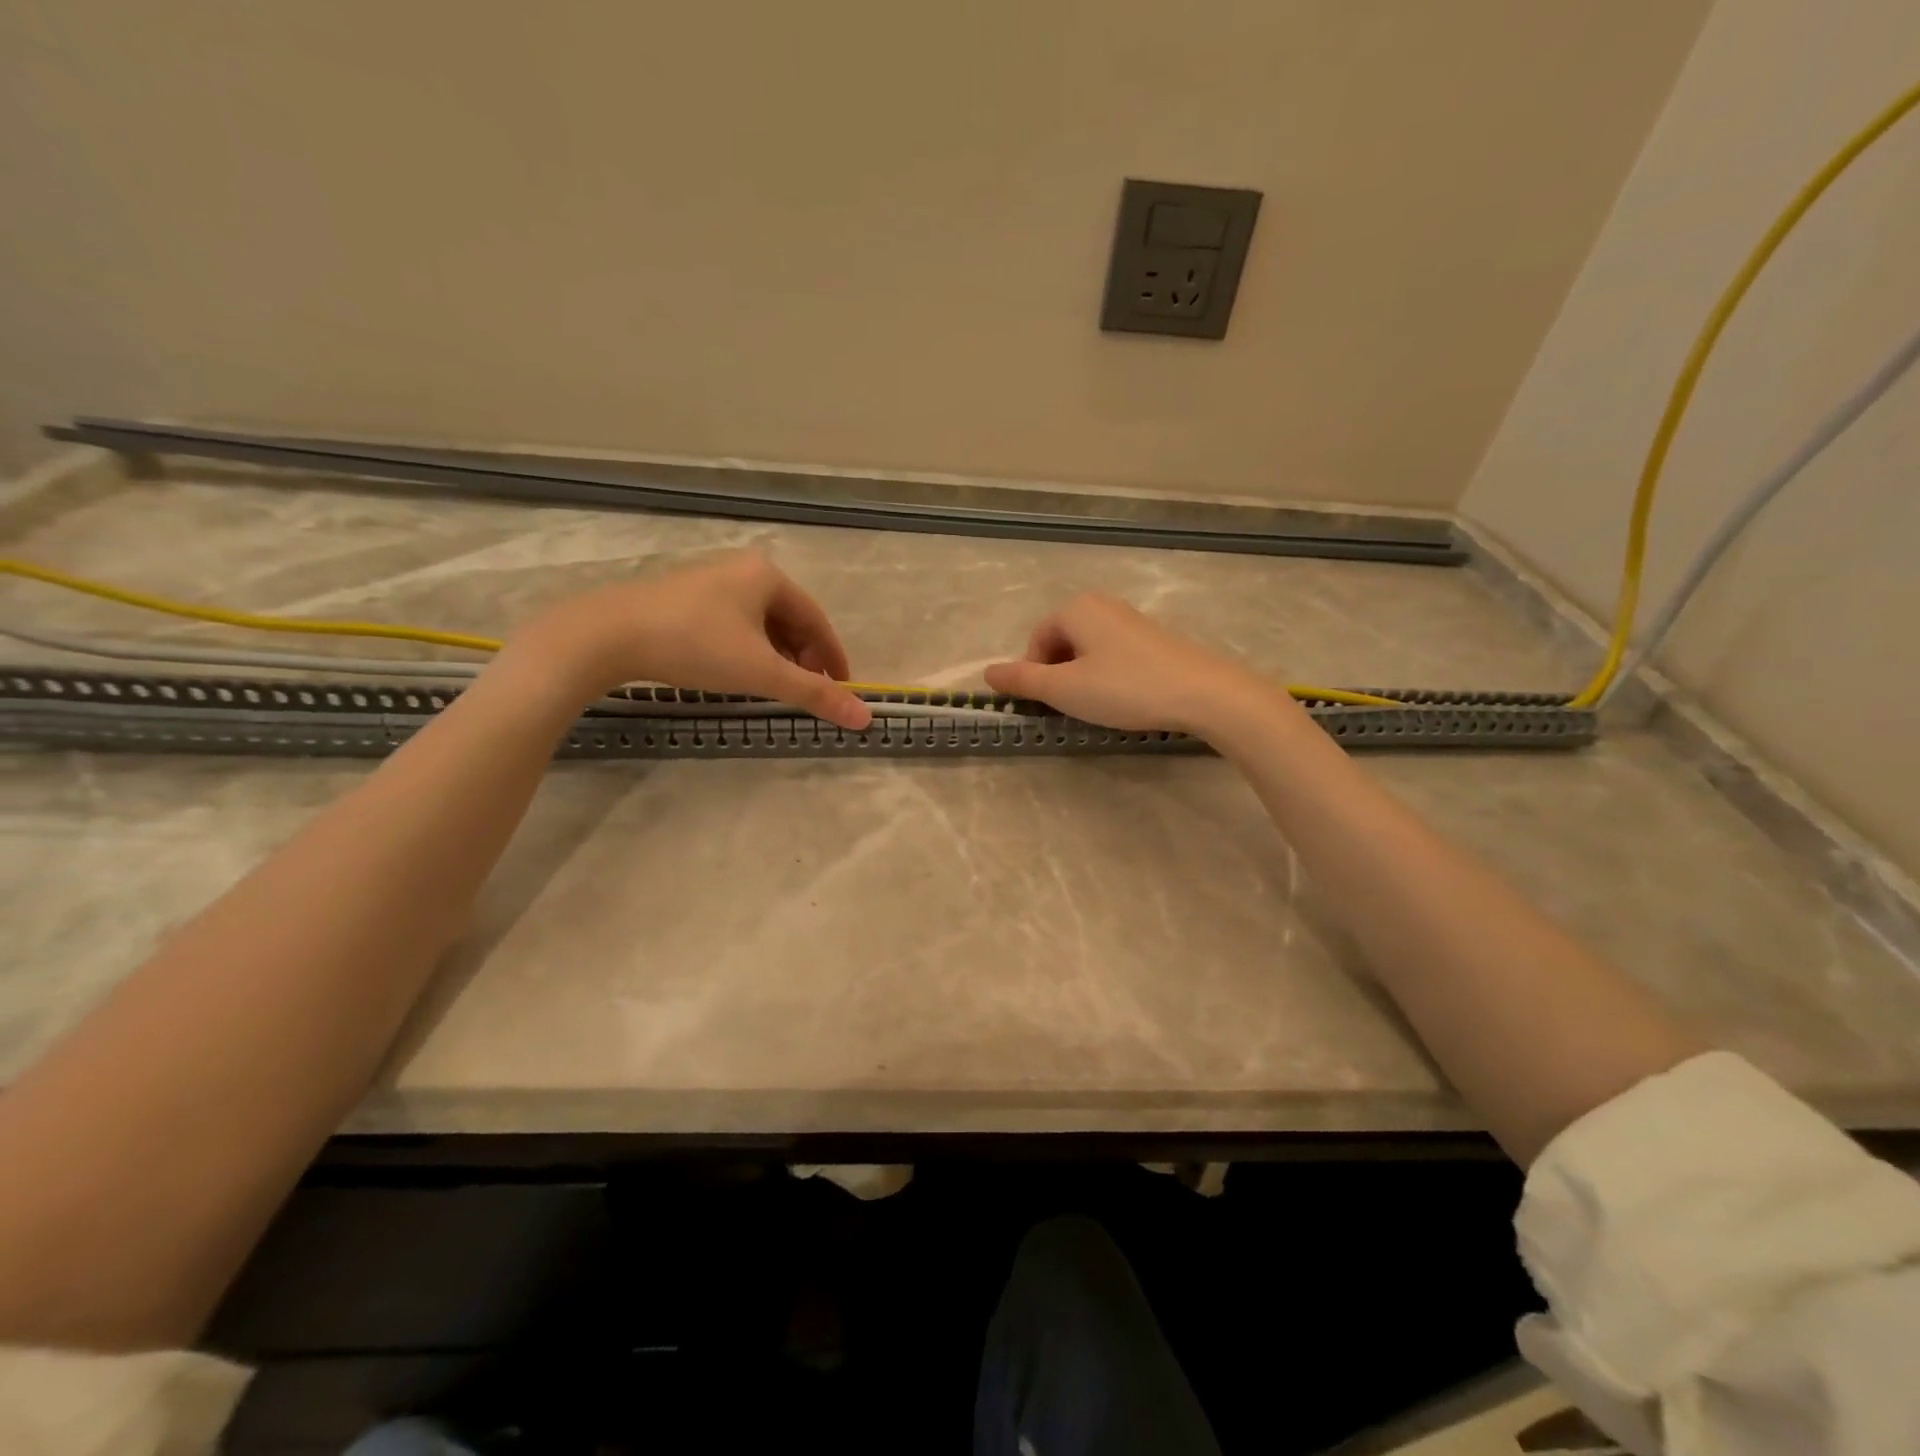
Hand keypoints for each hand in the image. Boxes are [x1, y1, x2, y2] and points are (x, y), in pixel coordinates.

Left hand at [512, 552, 872, 728]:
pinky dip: (747, 651)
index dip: (833, 657)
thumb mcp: (761, 673)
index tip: (843, 688)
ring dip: (775, 657)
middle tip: (808, 692)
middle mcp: (742, 571)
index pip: (817, 621)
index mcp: (768, 577)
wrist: (608, 634)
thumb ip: (814, 694)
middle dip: (803, 659)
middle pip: (789, 621)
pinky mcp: (683, 598)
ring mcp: (710, 582)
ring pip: (759, 624)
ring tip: (775, 688)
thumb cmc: (696, 645)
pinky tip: (738, 673)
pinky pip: (733, 625)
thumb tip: (866, 717)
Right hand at [984, 592, 1289, 736]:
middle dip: (1057, 675)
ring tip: (1096, 706)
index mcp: (1076, 609)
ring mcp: (1130, 620)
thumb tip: (986, 671)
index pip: (1036, 640)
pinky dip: (1106, 676)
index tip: (1045, 705)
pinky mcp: (1153, 639)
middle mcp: (1102, 605)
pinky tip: (1122, 698)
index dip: (1032, 674)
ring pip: (1087, 651)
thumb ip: (1023, 680)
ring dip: (1080, 678)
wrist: (1203, 692)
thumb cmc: (1125, 688)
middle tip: (1068, 707)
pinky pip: (1112, 655)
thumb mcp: (1065, 689)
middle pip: (1061, 642)